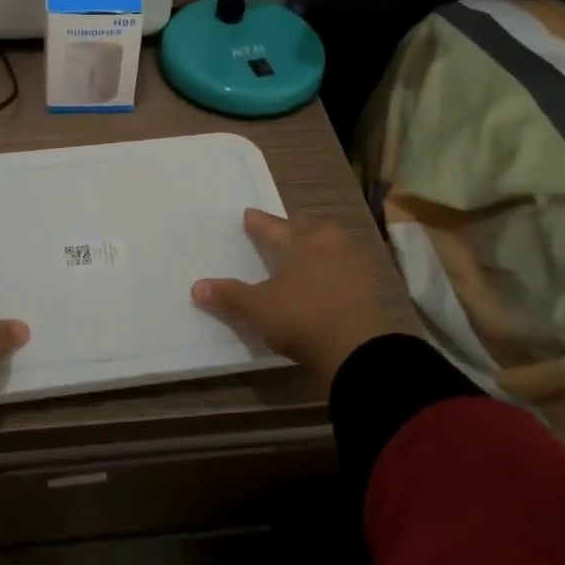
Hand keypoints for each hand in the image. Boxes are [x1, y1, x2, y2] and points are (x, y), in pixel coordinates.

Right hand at [192, 209, 396, 386]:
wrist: (355, 350)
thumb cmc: (300, 318)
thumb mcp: (257, 309)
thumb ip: (229, 296)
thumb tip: (196, 287)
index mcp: (301, 242)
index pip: (274, 227)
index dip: (259, 223)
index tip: (248, 214)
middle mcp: (329, 244)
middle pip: (308, 229)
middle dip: (293, 229)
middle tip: (281, 230)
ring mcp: (353, 264)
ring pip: (331, 244)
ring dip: (317, 245)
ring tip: (306, 251)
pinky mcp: (368, 286)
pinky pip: (344, 266)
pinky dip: (332, 267)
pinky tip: (327, 276)